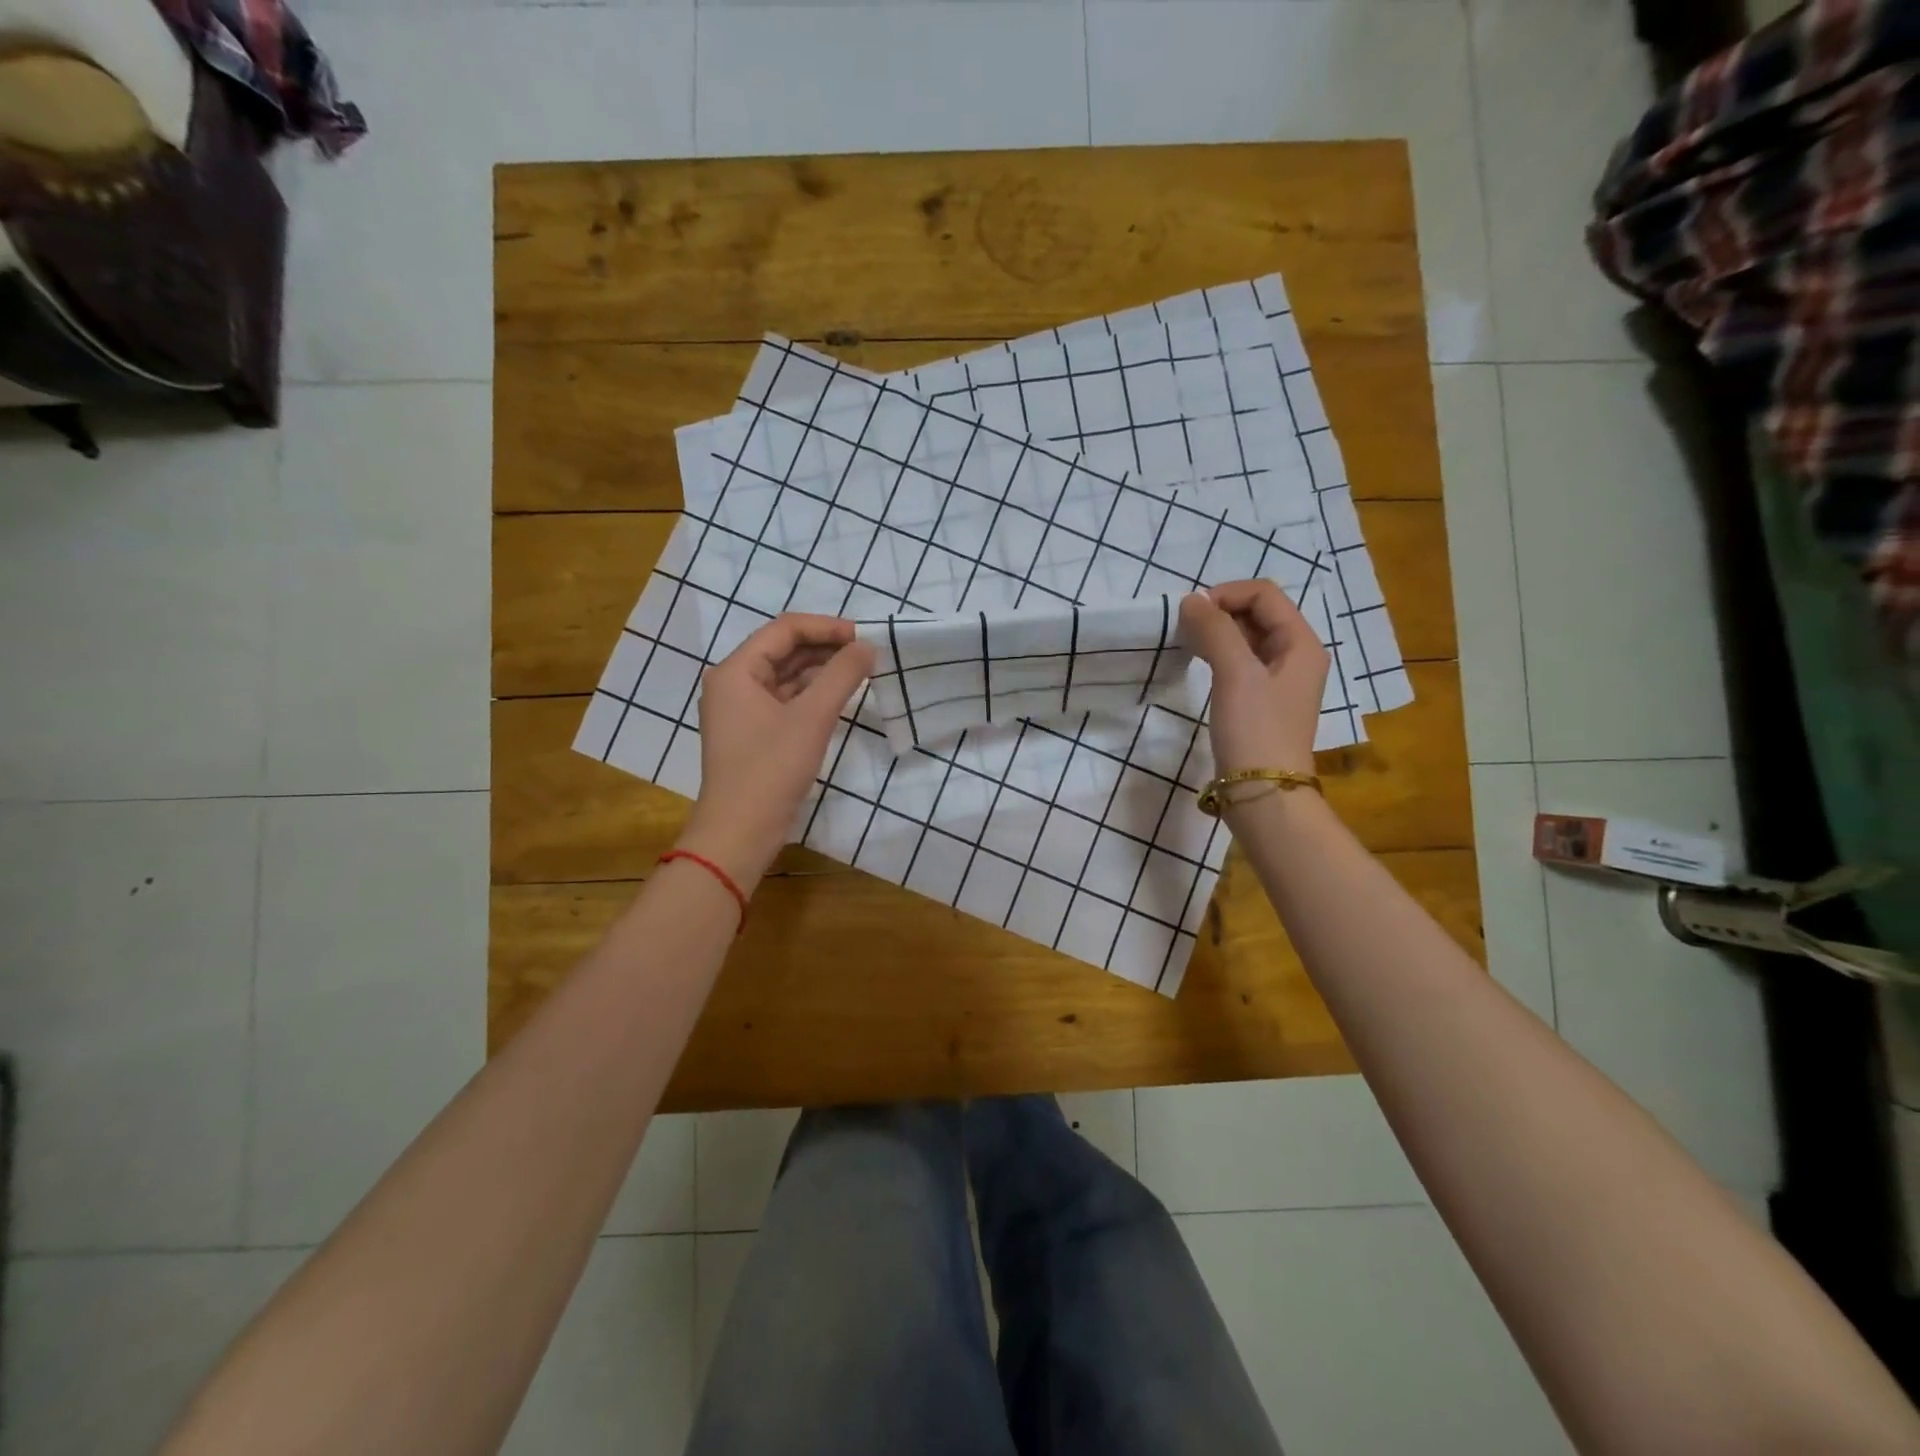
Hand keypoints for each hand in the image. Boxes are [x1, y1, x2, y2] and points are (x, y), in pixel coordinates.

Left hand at [677, 615, 873, 890]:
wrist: (740, 832)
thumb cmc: (771, 769)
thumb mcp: (812, 718)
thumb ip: (842, 675)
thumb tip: (868, 646)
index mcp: (736, 670)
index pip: (785, 629)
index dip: (826, 627)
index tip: (864, 637)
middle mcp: (734, 683)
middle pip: (784, 650)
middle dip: (826, 648)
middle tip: (867, 655)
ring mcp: (742, 710)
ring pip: (786, 676)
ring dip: (821, 672)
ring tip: (860, 673)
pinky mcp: (754, 734)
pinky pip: (785, 701)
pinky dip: (812, 695)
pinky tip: (840, 698)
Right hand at [1178, 581, 1328, 778]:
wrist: (1263, 793)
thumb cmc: (1255, 729)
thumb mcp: (1235, 674)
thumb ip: (1215, 631)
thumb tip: (1191, 600)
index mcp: (1301, 644)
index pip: (1265, 595)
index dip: (1227, 594)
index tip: (1191, 612)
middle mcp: (1296, 657)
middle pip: (1258, 614)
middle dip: (1220, 612)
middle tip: (1184, 627)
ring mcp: (1279, 681)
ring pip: (1247, 639)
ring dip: (1218, 633)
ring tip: (1187, 642)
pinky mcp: (1261, 701)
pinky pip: (1241, 663)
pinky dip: (1219, 654)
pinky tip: (1198, 663)